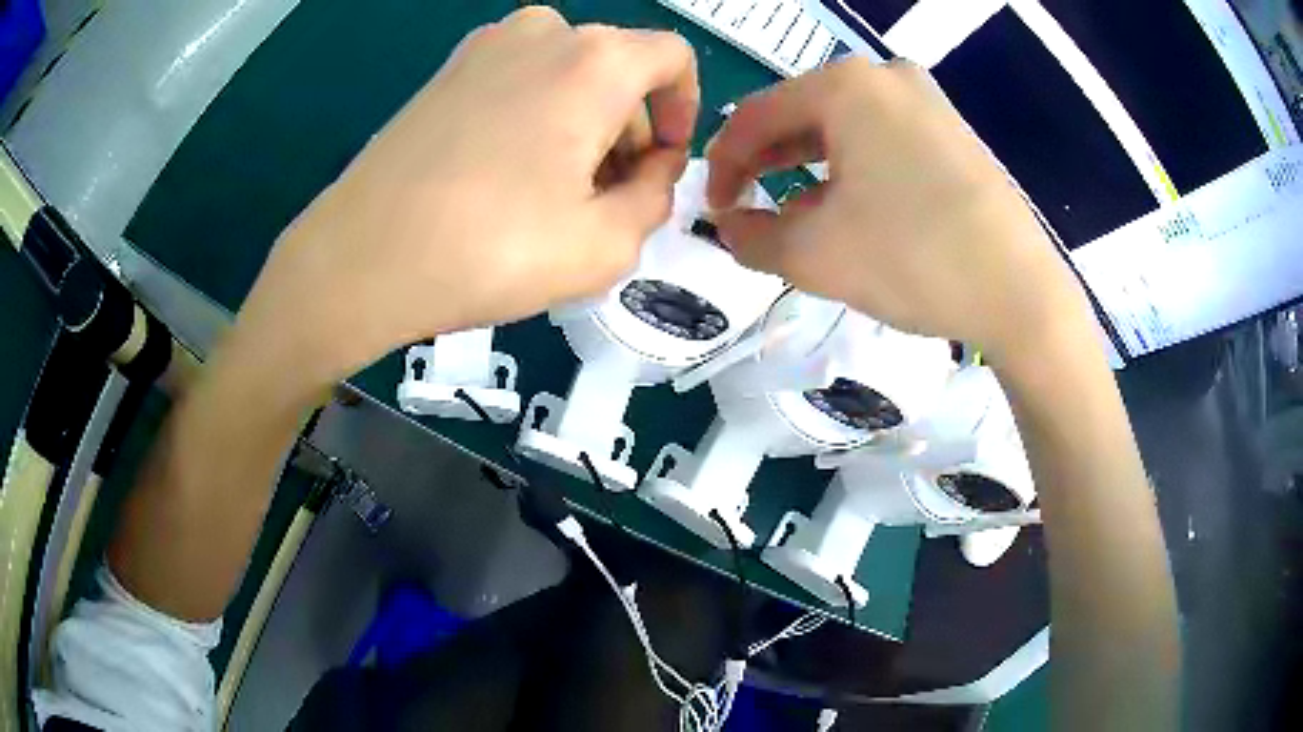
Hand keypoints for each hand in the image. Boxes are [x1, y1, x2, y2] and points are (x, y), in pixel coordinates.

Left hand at [232, 7, 697, 390]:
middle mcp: (543, 32)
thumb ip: (655, 198)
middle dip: (628, 130)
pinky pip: (520, 80)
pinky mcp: (445, 71)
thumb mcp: (606, 244)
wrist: (360, 259)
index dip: (683, 110)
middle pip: (618, 69)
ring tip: (554, 195)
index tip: (659, 164)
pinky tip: (508, 176)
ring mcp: (485, 46)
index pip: (673, 58)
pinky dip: (536, 117)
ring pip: (568, 75)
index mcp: (595, 61)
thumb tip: (651, 171)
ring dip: (582, 125)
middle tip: (605, 199)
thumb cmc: (490, 250)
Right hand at [706, 58, 1095, 366]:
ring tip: (795, 217)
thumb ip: (750, 238)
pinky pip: (883, 140)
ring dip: (808, 170)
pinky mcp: (952, 131)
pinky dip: (854, 170)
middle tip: (748, 211)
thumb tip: (728, 227)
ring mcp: (926, 100)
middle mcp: (884, 76)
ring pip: (843, 129)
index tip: (714, 211)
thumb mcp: (814, 255)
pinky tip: (851, 208)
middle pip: (800, 116)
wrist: (1020, 292)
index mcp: (844, 86)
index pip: (754, 115)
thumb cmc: (913, 259)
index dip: (723, 165)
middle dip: (767, 165)